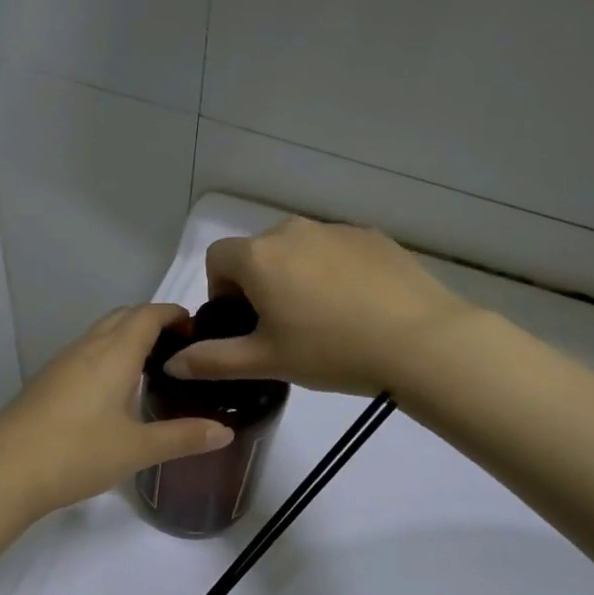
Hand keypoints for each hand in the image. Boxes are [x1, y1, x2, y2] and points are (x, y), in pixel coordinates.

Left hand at [0, 304, 233, 520]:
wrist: (4, 472)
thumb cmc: (77, 454)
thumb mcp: (137, 449)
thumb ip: (183, 437)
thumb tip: (225, 432)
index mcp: (114, 353)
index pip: (148, 314)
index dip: (174, 314)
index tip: (197, 329)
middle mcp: (86, 348)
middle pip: (123, 316)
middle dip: (152, 322)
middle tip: (178, 349)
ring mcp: (60, 363)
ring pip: (99, 334)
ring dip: (126, 338)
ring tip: (150, 368)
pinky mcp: (45, 382)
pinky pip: (83, 354)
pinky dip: (105, 356)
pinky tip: (112, 391)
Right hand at [166, 218, 467, 394]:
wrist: (420, 341)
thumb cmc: (331, 351)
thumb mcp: (266, 362)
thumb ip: (212, 361)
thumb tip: (172, 364)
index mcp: (260, 257)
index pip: (217, 259)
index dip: (220, 291)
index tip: (243, 323)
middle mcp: (293, 230)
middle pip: (258, 253)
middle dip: (258, 284)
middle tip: (281, 327)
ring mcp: (336, 229)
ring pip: (299, 250)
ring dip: (296, 276)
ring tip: (323, 319)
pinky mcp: (372, 236)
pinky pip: (335, 250)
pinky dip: (332, 272)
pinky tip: (356, 307)